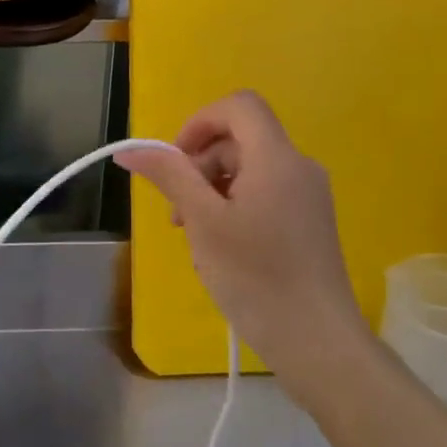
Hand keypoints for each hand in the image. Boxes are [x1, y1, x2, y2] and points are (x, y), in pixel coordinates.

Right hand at [115, 91, 374, 396]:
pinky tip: (220, 246)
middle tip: (179, 213)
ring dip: (211, 189)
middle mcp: (299, 167)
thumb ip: (169, 176)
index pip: (239, 106)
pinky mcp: (309, 221)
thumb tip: (130, 151)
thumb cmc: (255, 277)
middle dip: (199, 164)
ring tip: (195, 234)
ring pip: (248, 169)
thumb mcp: (202, 222)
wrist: (316, 340)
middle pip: (240, 139)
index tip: (174, 162)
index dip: (199, 122)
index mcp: (277, 158)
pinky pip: (263, 193)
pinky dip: (233, 206)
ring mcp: (308, 195)